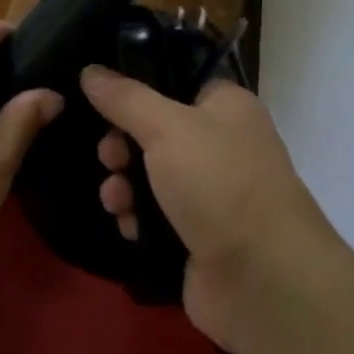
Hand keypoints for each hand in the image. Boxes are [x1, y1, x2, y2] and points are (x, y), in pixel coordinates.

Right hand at [81, 67, 340, 350]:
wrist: (263, 282)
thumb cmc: (219, 183)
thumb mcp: (165, 127)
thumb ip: (124, 98)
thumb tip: (90, 71)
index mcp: (226, 106)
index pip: (175, 81)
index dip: (137, 88)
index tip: (102, 98)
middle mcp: (222, 144)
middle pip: (154, 131)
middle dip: (122, 144)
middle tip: (109, 157)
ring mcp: (211, 193)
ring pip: (150, 175)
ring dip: (124, 184)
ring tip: (115, 199)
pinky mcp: (198, 235)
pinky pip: (154, 215)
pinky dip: (137, 217)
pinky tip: (128, 225)